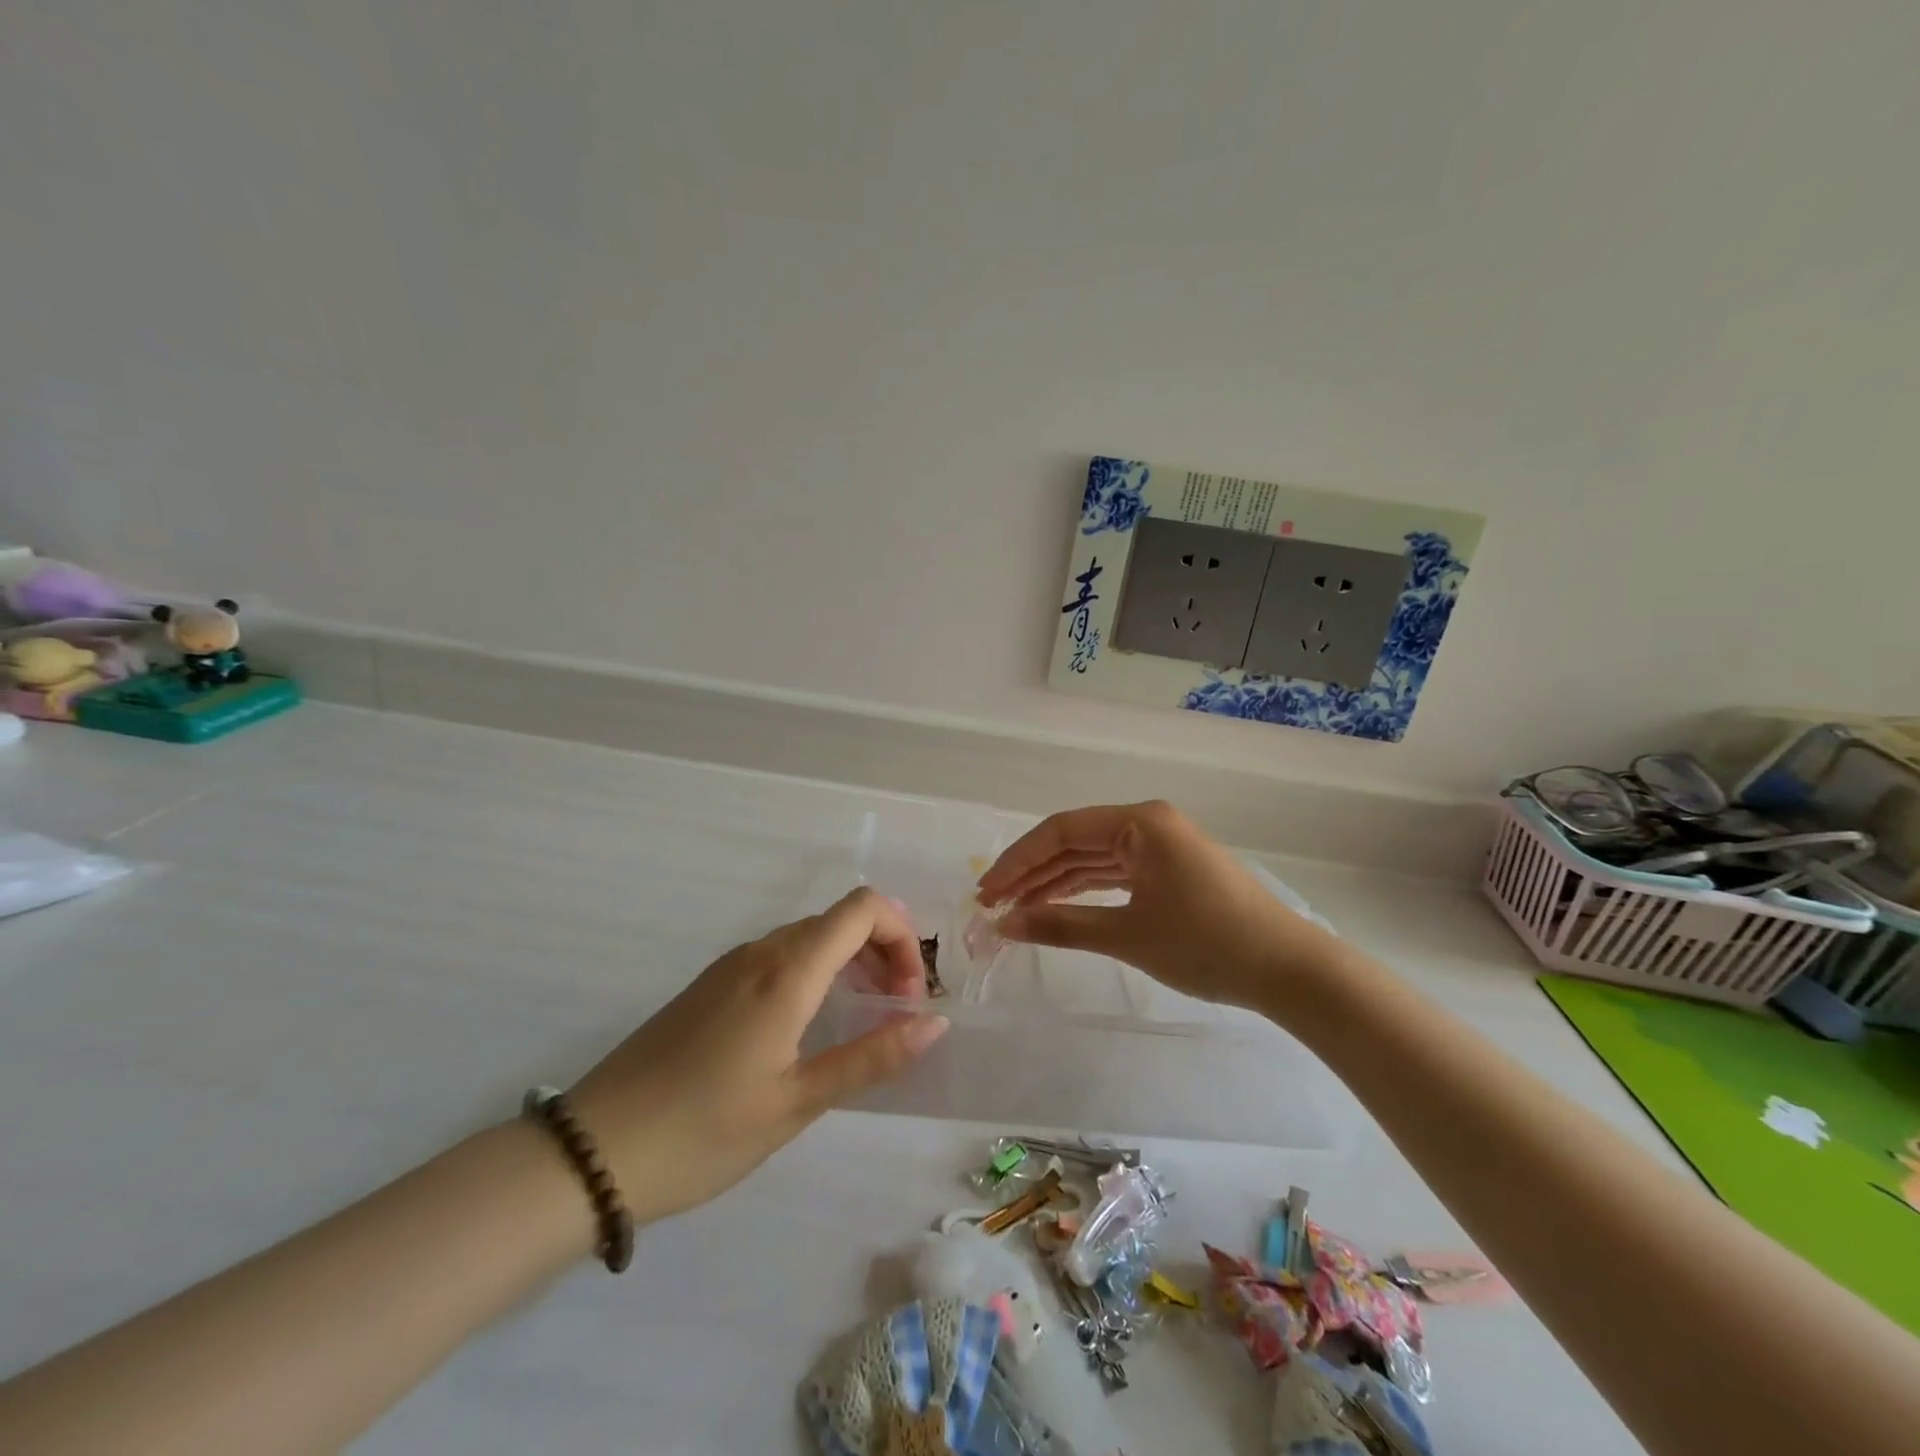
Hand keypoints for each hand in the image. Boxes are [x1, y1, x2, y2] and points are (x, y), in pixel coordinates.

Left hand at [568, 888, 946, 1222]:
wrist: (593, 1152)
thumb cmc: (704, 1132)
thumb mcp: (797, 1102)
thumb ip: (872, 1057)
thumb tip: (934, 1022)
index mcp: (788, 971)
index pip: (864, 908)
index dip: (901, 936)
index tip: (908, 995)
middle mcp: (761, 952)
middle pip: (840, 919)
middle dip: (882, 953)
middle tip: (894, 1013)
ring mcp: (730, 965)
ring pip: (809, 938)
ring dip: (849, 963)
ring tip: (860, 1021)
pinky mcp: (710, 985)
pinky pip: (779, 957)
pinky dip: (814, 974)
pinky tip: (808, 1028)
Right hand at [975, 800, 1337, 1011]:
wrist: (1288, 971)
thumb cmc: (1206, 944)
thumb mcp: (1128, 935)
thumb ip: (1061, 925)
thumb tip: (1004, 924)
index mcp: (1139, 822)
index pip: (1061, 831)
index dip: (1018, 860)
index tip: (986, 891)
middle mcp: (1148, 823)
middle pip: (1075, 842)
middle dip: (1032, 872)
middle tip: (992, 904)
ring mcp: (1161, 846)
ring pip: (1093, 859)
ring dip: (1055, 882)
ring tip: (1016, 909)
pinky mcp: (1170, 870)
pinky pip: (1115, 873)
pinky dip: (1085, 891)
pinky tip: (1057, 906)